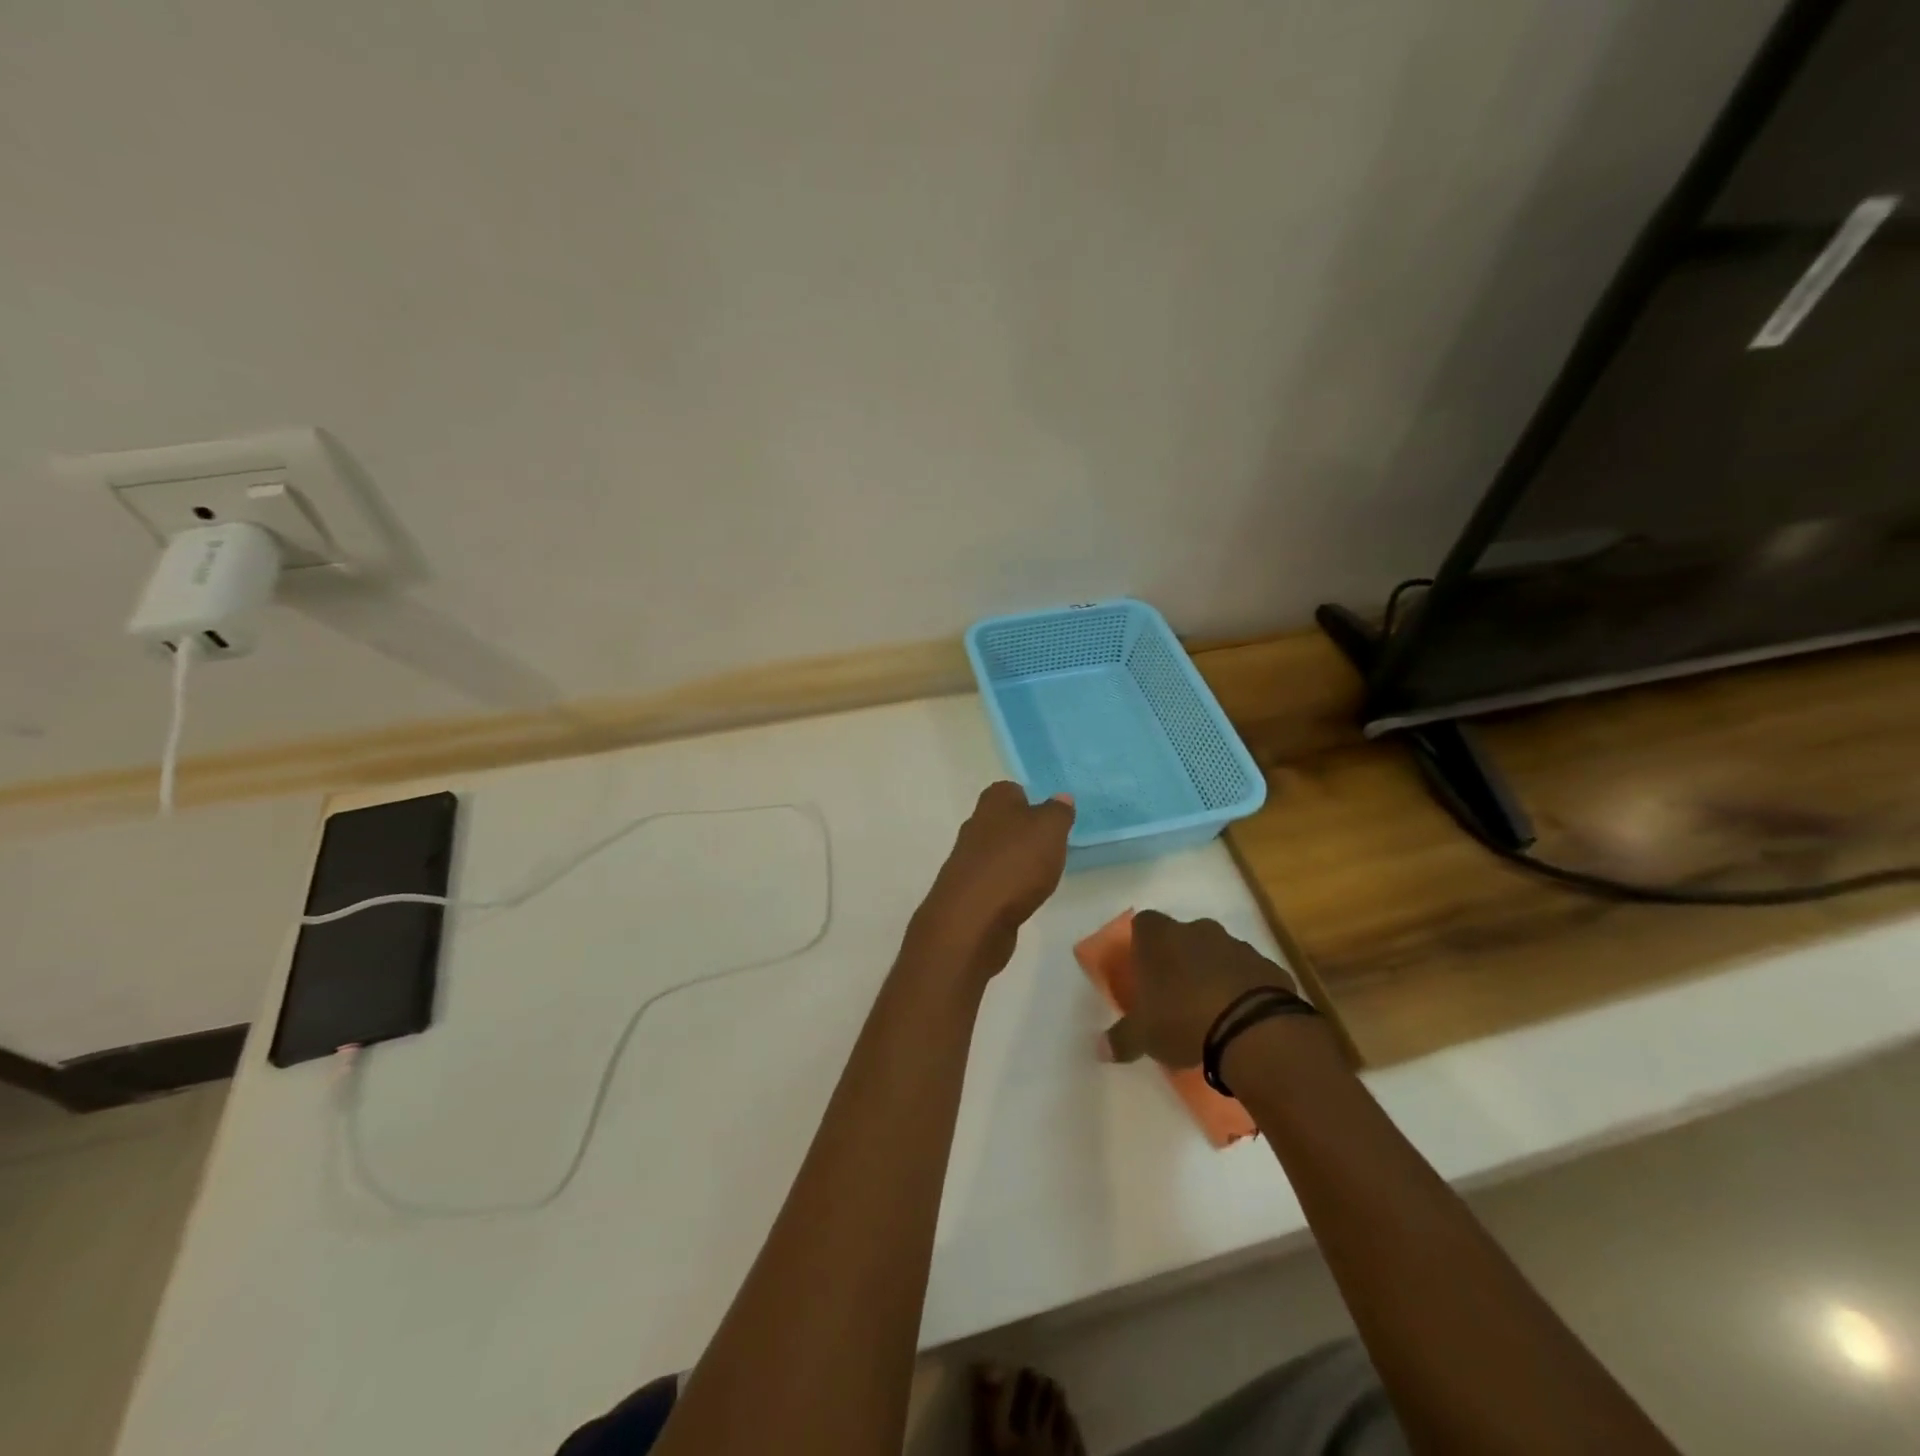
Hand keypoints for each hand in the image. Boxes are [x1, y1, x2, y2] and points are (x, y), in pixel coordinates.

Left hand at [908, 782, 1074, 983]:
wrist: (972, 917)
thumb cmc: (1016, 862)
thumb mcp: (1050, 829)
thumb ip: (1057, 812)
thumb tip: (1060, 798)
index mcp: (994, 802)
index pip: (1011, 790)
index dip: (1030, 800)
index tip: (1049, 819)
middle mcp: (975, 825)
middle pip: (1002, 821)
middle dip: (1023, 832)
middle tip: (1050, 847)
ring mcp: (967, 859)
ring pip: (997, 852)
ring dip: (1015, 861)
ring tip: (1040, 875)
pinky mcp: (967, 891)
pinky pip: (992, 880)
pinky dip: (1007, 886)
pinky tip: (1021, 898)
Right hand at [1103, 911, 1298, 1068]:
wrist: (1254, 1030)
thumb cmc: (1183, 1020)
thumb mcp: (1144, 1036)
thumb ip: (1121, 1039)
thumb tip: (1100, 1050)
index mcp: (1160, 938)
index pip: (1143, 924)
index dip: (1142, 945)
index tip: (1143, 970)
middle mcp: (1196, 930)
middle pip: (1182, 936)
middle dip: (1179, 958)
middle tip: (1175, 993)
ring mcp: (1236, 944)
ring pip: (1217, 951)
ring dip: (1212, 971)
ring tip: (1210, 1010)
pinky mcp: (1267, 965)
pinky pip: (1248, 972)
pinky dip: (1243, 987)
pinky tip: (1241, 1017)